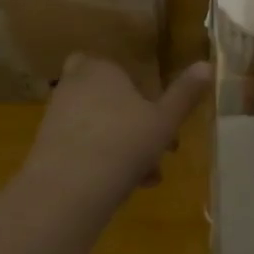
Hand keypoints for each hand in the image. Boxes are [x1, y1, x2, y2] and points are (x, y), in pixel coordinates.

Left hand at [22, 54, 210, 203]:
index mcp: (100, 69)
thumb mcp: (165, 120)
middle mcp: (73, 86)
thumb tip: (207, 65)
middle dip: (133, 124)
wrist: (68, 189)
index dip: (135, 89)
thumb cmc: (124, 143)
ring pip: (97, 128)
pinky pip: (81, 149)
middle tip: (159, 148)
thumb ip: (185, 93)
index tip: (157, 114)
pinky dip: (101, 162)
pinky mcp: (45, 149)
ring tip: (148, 177)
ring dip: (122, 147)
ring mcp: (55, 118)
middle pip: (108, 100)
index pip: (114, 67)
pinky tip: (123, 188)